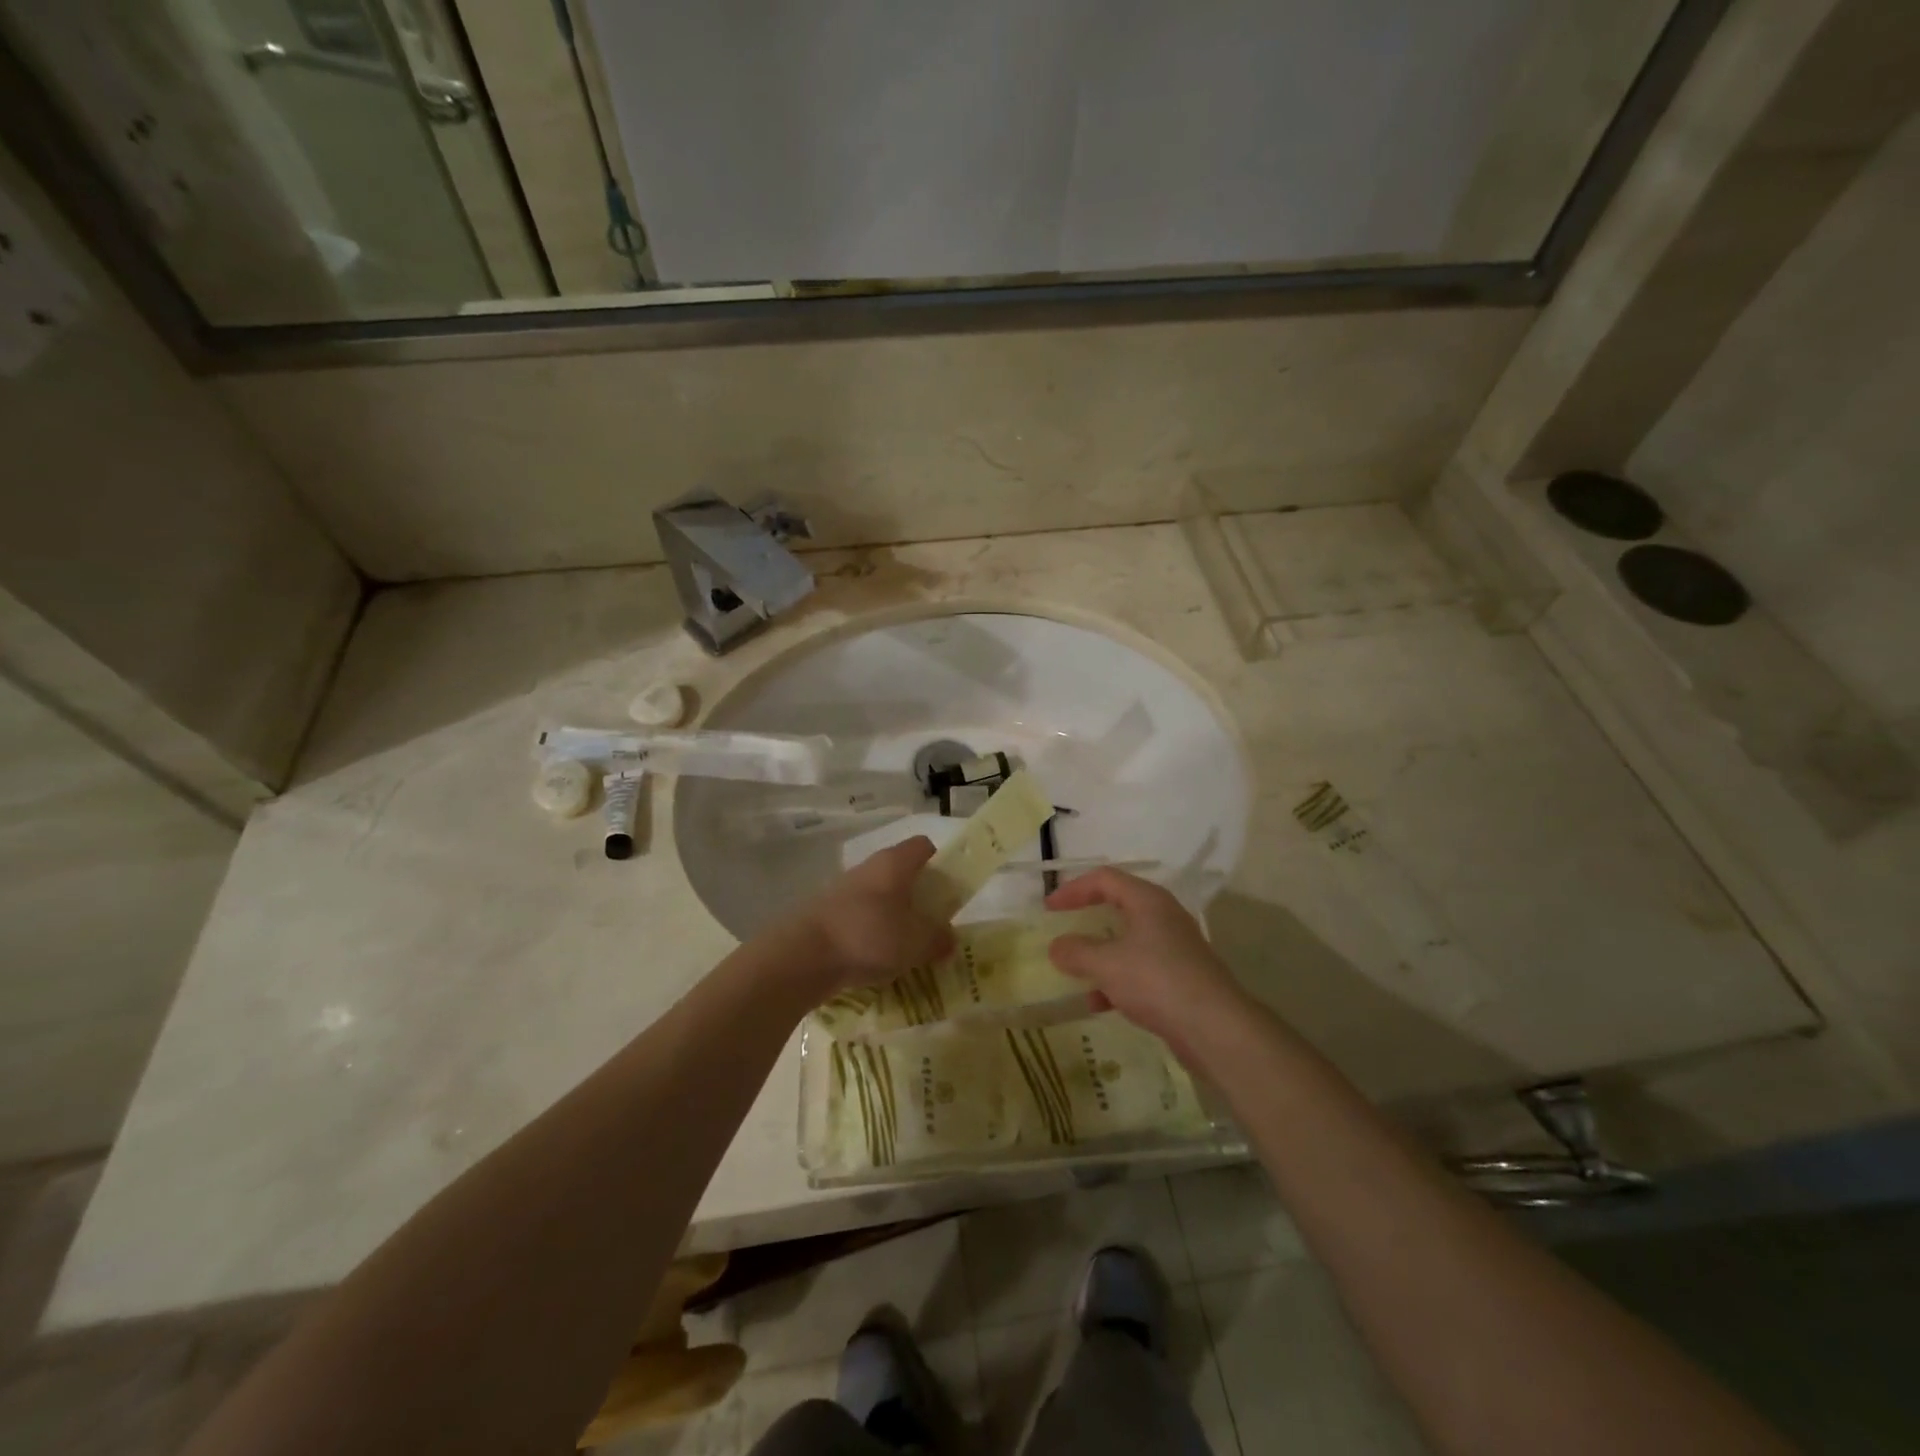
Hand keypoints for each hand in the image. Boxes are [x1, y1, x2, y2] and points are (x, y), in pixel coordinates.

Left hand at [779, 836, 954, 998]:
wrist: (802, 956)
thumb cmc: (869, 937)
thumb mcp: (916, 942)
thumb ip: (938, 939)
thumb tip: (949, 938)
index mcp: (894, 863)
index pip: (924, 847)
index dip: (940, 864)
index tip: (948, 892)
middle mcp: (869, 868)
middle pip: (901, 873)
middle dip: (918, 897)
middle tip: (931, 927)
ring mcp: (844, 890)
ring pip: (879, 897)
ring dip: (893, 918)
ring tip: (904, 950)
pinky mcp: (826, 913)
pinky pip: (859, 918)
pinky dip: (870, 934)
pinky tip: (875, 961)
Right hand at [1046, 868, 1248, 1052]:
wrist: (1215, 1028)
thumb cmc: (1156, 981)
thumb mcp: (1106, 964)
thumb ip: (1076, 952)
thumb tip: (1057, 946)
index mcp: (1148, 901)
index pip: (1105, 879)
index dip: (1073, 889)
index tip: (1049, 908)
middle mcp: (1164, 917)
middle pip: (1119, 906)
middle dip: (1088, 918)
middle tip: (1064, 927)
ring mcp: (1175, 948)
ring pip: (1129, 942)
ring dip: (1101, 954)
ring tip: (1075, 970)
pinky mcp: (1180, 978)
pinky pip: (1140, 970)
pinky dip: (1117, 981)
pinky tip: (1098, 1004)